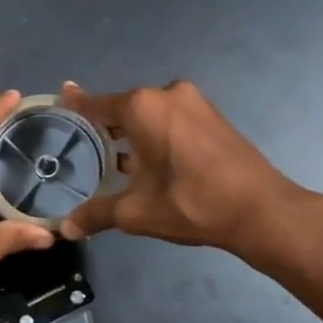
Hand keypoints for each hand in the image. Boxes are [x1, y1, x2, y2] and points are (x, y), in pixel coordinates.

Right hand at [58, 80, 315, 257]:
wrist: (261, 210)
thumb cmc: (191, 203)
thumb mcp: (136, 212)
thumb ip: (97, 214)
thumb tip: (65, 228)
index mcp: (142, 107)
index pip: (97, 104)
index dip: (77, 104)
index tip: (62, 94)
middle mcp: (166, 94)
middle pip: (124, 108)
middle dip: (106, 127)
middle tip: (84, 146)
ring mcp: (193, 102)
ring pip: (150, 114)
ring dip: (133, 133)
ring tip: (113, 158)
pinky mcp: (212, 116)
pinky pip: (172, 119)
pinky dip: (156, 134)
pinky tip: (149, 160)